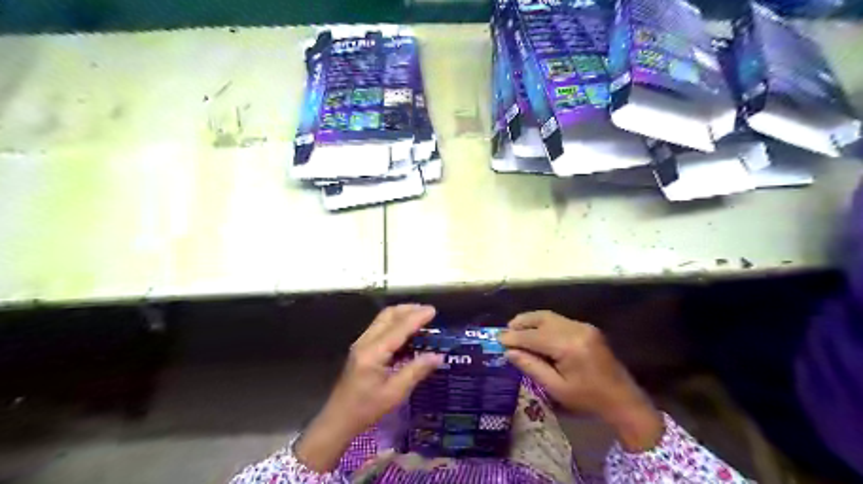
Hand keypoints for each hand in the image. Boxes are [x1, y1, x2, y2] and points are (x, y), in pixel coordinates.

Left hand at [299, 307, 443, 471]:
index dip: (417, 317)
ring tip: (420, 318)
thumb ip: (416, 371)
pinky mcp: (361, 348)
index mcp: (374, 352)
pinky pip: (380, 328)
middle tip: (428, 312)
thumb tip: (438, 356)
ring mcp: (361, 344)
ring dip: (402, 315)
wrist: (338, 419)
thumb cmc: (366, 409)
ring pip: (383, 319)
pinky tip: (407, 333)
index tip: (433, 311)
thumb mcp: (395, 393)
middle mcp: (366, 342)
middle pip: (388, 315)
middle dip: (409, 309)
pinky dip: (395, 324)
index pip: (399, 327)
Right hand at [496, 312, 661, 450]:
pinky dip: (543, 323)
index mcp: (569, 346)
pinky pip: (559, 320)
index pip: (534, 336)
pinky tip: (536, 332)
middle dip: (521, 323)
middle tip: (505, 331)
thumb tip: (509, 352)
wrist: (623, 400)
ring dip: (531, 321)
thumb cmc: (588, 399)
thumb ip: (532, 367)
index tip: (497, 339)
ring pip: (550, 316)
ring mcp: (583, 326)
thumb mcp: (556, 388)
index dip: (514, 337)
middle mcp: (576, 329)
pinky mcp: (587, 328)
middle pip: (541, 319)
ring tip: (515, 328)